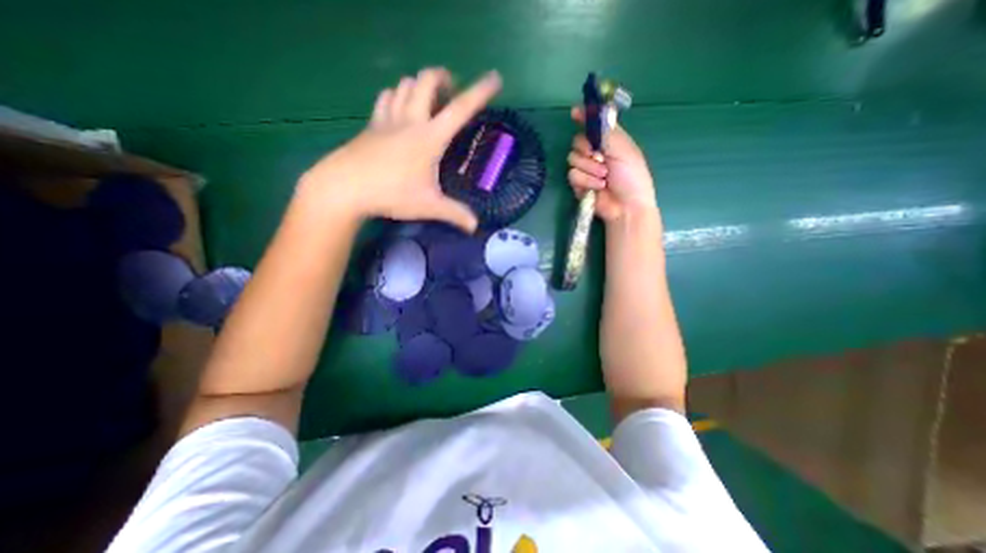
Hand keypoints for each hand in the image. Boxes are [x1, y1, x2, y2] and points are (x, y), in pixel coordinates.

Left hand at [298, 67, 501, 231]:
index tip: (494, 78)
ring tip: (428, 99)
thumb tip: (475, 227)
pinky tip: (400, 107)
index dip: (480, 92)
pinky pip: (386, 97)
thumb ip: (455, 214)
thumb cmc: (391, 193)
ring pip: (404, 84)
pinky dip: (397, 94)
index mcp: (430, 137)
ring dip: (420, 85)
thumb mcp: (429, 206)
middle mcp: (410, 120)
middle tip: (452, 90)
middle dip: (443, 77)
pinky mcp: (372, 124)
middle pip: (427, 81)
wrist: (344, 186)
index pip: (461, 108)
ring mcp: (388, 119)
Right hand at [567, 105, 656, 221]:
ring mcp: (585, 169)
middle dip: (586, 149)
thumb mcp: (623, 149)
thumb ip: (606, 130)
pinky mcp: (578, 184)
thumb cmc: (631, 176)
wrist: (626, 206)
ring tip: (604, 177)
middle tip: (599, 156)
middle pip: (577, 142)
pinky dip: (585, 181)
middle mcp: (595, 153)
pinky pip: (572, 175)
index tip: (574, 113)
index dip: (583, 117)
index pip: (592, 125)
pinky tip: (597, 187)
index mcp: (609, 141)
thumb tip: (594, 109)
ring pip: (572, 159)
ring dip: (589, 168)